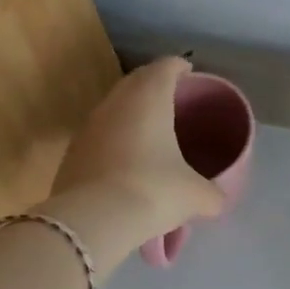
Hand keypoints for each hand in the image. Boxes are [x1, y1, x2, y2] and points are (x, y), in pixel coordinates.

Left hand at [50, 58, 224, 252]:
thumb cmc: (153, 191)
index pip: (165, 66)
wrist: (92, 222)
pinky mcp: (72, 152)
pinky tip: (126, 161)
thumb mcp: (195, 195)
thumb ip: (212, 194)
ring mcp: (89, 127)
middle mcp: (116, 103)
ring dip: (131, 112)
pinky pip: (99, 135)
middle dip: (154, 85)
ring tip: (151, 130)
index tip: (189, 74)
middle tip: (173, 99)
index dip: (179, 67)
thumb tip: (217, 201)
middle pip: (136, 81)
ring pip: (114, 107)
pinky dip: (115, 138)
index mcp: (149, 98)